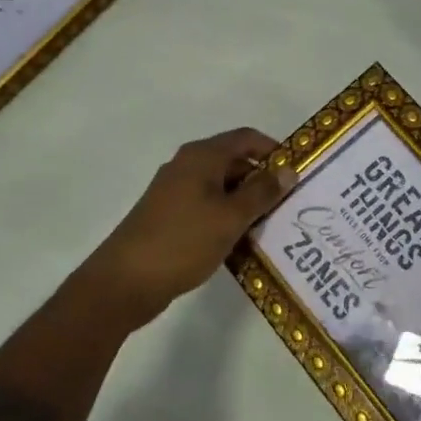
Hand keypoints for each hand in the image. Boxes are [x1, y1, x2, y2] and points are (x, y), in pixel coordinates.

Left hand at [78, 128, 296, 329]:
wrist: (124, 282)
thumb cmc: (182, 242)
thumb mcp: (231, 217)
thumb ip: (262, 192)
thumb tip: (289, 170)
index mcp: (201, 157)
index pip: (246, 138)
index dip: (273, 150)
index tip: (296, 173)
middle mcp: (187, 166)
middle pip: (234, 162)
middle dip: (262, 181)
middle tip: (288, 206)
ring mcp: (175, 192)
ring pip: (221, 188)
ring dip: (246, 203)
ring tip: (271, 227)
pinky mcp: (169, 216)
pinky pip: (207, 208)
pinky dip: (227, 218)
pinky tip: (241, 243)